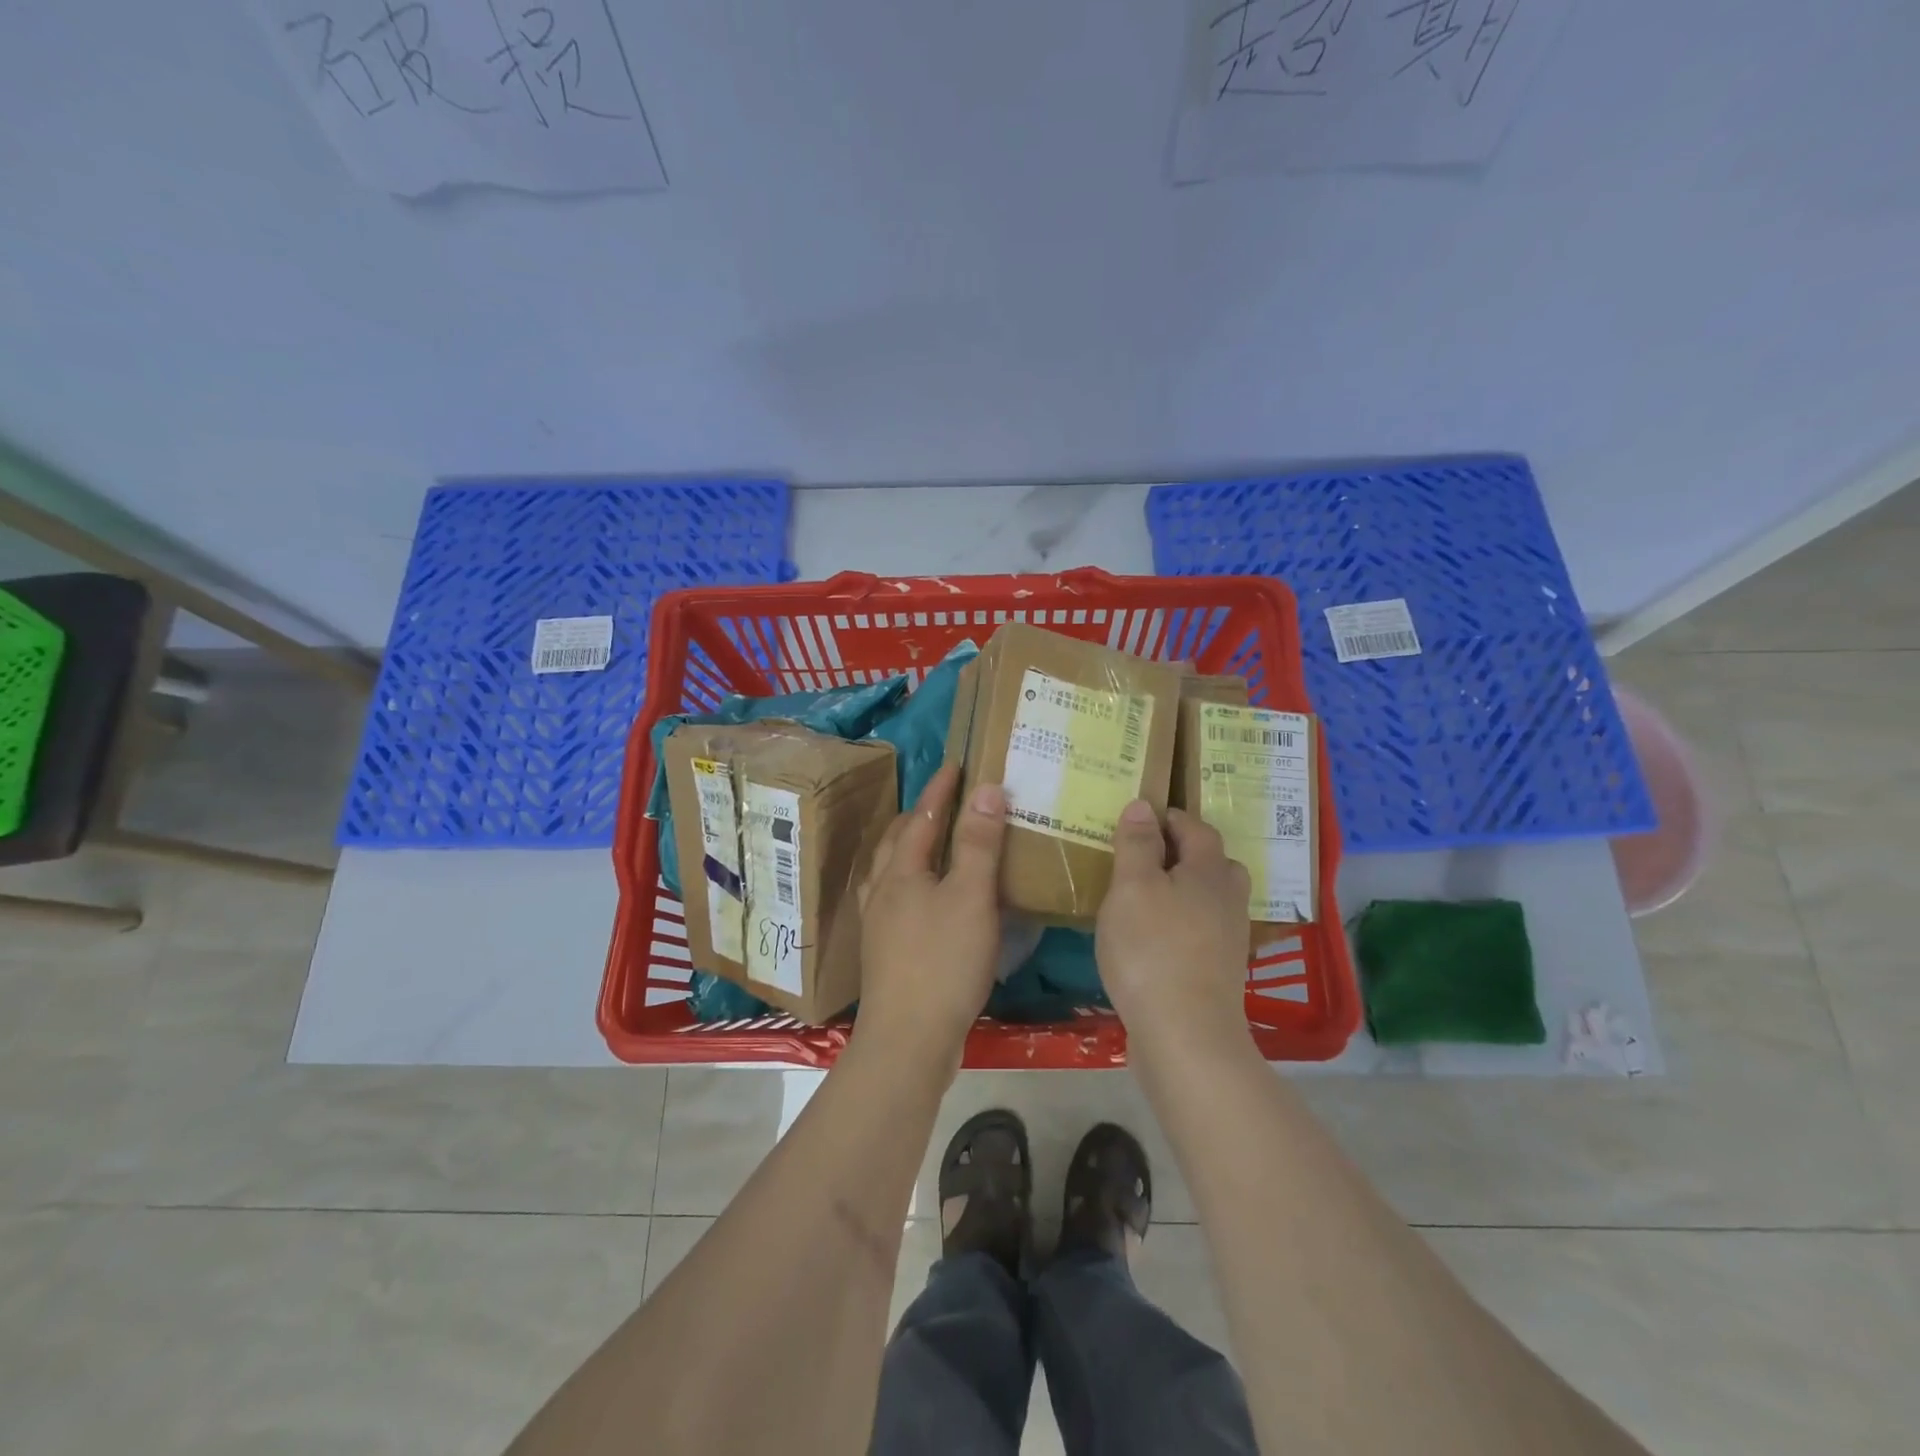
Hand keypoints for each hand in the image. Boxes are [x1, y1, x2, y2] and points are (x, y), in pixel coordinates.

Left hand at [855, 765, 1007, 1060]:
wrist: (907, 1039)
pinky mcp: (885, 952)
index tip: (957, 765)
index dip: (941, 789)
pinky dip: (911, 883)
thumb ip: (979, 843)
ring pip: (891, 871)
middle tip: (946, 803)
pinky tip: (926, 901)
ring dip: (911, 849)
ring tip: (934, 846)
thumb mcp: (971, 897)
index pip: (923, 816)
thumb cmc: (942, 961)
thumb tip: (987, 789)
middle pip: (898, 841)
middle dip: (920, 816)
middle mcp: (883, 890)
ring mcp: (879, 923)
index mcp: (902, 870)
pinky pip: (895, 899)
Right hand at [1096, 800, 1253, 1060]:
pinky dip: (1182, 923)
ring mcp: (1229, 939)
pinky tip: (1155, 938)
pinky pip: (1202, 930)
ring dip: (1183, 890)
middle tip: (1144, 857)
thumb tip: (1143, 805)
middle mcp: (1228, 899)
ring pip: (1210, 898)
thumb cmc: (1152, 949)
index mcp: (1209, 871)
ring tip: (1146, 897)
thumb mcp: (1132, 887)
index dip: (1169, 818)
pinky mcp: (1220, 972)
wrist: (1185, 1034)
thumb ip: (1137, 844)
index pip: (1196, 828)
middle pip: (1213, 862)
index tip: (1139, 820)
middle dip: (1183, 853)